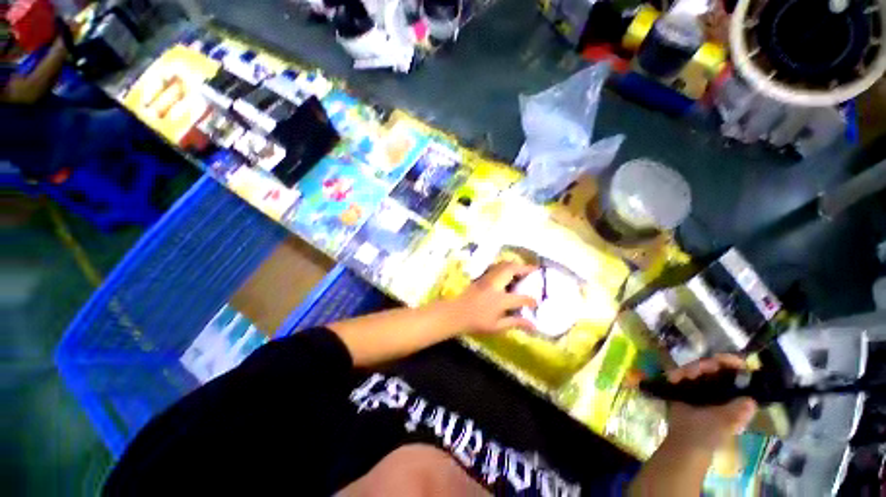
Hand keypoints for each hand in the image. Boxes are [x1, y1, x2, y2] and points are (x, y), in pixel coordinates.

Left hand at [448, 261, 538, 333]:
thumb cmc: (476, 322)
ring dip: (515, 265)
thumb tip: (533, 325)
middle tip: (534, 271)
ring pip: (503, 265)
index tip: (536, 302)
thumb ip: (515, 323)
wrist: (455, 313)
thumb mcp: (497, 327)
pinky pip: (496, 267)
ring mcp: (487, 279)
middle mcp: (495, 285)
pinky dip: (505, 267)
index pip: (521, 298)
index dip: (531, 300)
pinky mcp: (481, 277)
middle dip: (525, 268)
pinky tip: (508, 273)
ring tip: (522, 270)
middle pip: (512, 269)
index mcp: (500, 300)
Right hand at [663, 354, 757, 452]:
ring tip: (678, 377)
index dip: (731, 363)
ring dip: (688, 369)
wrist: (684, 441)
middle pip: (716, 366)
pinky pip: (683, 373)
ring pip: (698, 367)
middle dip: (704, 365)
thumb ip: (736, 413)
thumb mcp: (723, 425)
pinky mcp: (686, 386)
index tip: (719, 360)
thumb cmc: (708, 435)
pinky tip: (672, 378)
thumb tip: (750, 400)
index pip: (738, 372)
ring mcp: (703, 386)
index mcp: (735, 395)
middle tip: (693, 371)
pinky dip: (677, 373)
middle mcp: (721, 387)